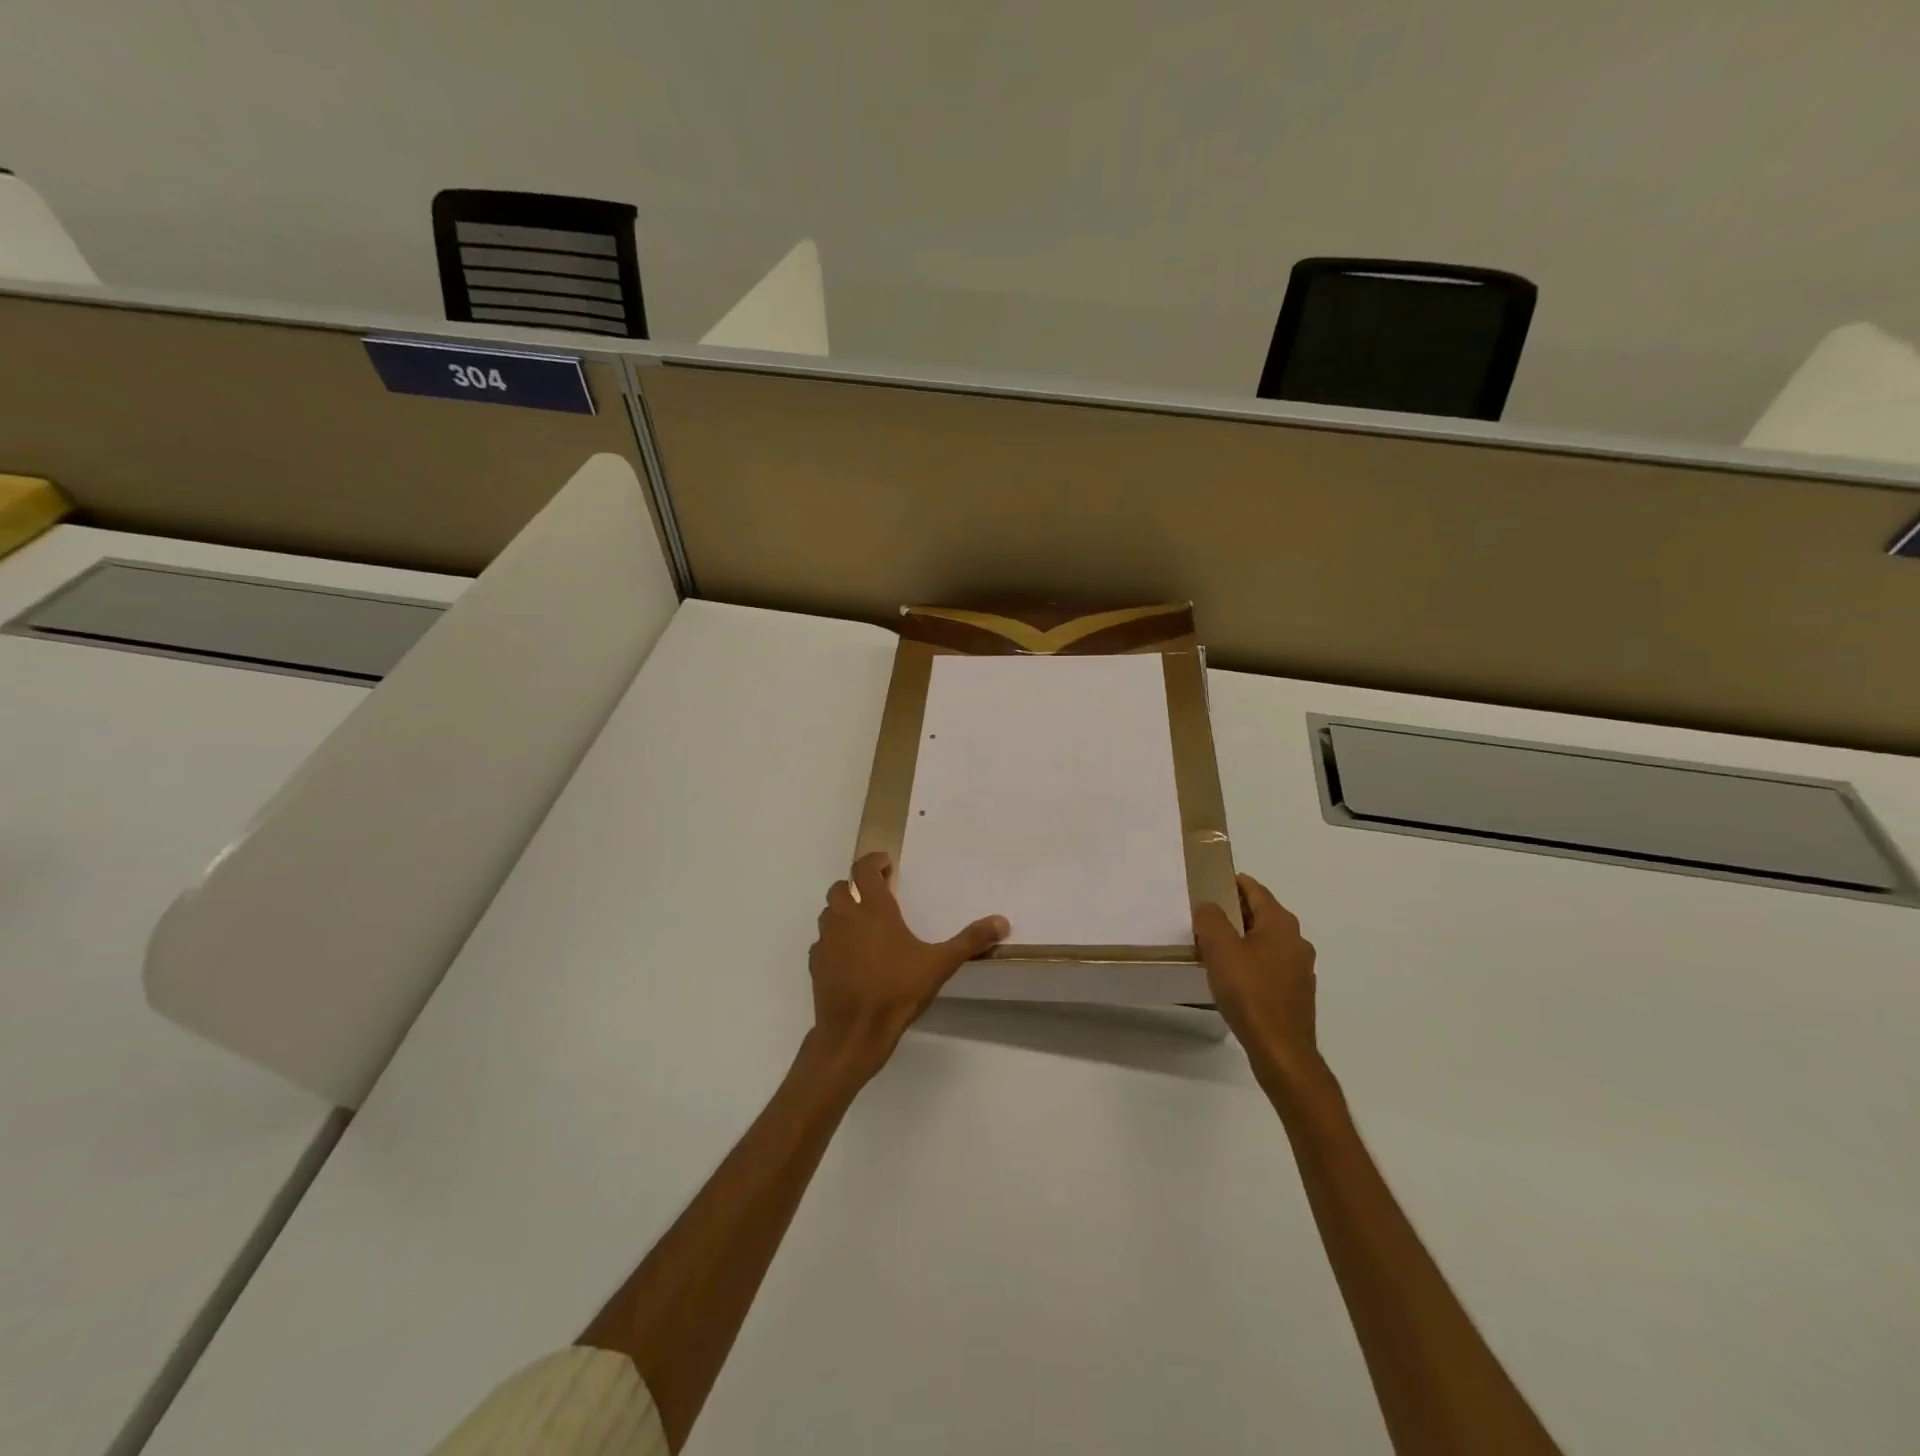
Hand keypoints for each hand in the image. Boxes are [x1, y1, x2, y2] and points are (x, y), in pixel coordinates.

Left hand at [807, 852, 1007, 1081]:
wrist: (853, 1032)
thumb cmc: (897, 991)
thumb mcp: (940, 965)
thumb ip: (970, 941)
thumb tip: (1002, 921)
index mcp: (873, 910)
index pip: (863, 869)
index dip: (873, 861)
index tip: (885, 864)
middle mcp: (845, 918)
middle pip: (840, 887)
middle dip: (855, 886)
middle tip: (875, 894)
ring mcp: (826, 941)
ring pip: (828, 912)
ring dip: (842, 910)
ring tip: (862, 923)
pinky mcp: (816, 964)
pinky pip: (822, 941)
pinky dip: (834, 940)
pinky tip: (849, 955)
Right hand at [1194, 873, 1322, 1087]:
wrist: (1281, 1049)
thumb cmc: (1249, 992)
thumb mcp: (1220, 949)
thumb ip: (1211, 919)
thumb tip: (1209, 906)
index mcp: (1281, 924)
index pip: (1256, 890)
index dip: (1234, 883)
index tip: (1212, 882)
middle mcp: (1297, 940)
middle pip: (1262, 914)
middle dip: (1235, 911)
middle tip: (1206, 914)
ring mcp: (1300, 968)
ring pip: (1266, 941)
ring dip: (1243, 938)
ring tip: (1214, 945)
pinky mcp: (1296, 992)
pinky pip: (1270, 964)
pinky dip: (1251, 960)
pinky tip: (1233, 975)